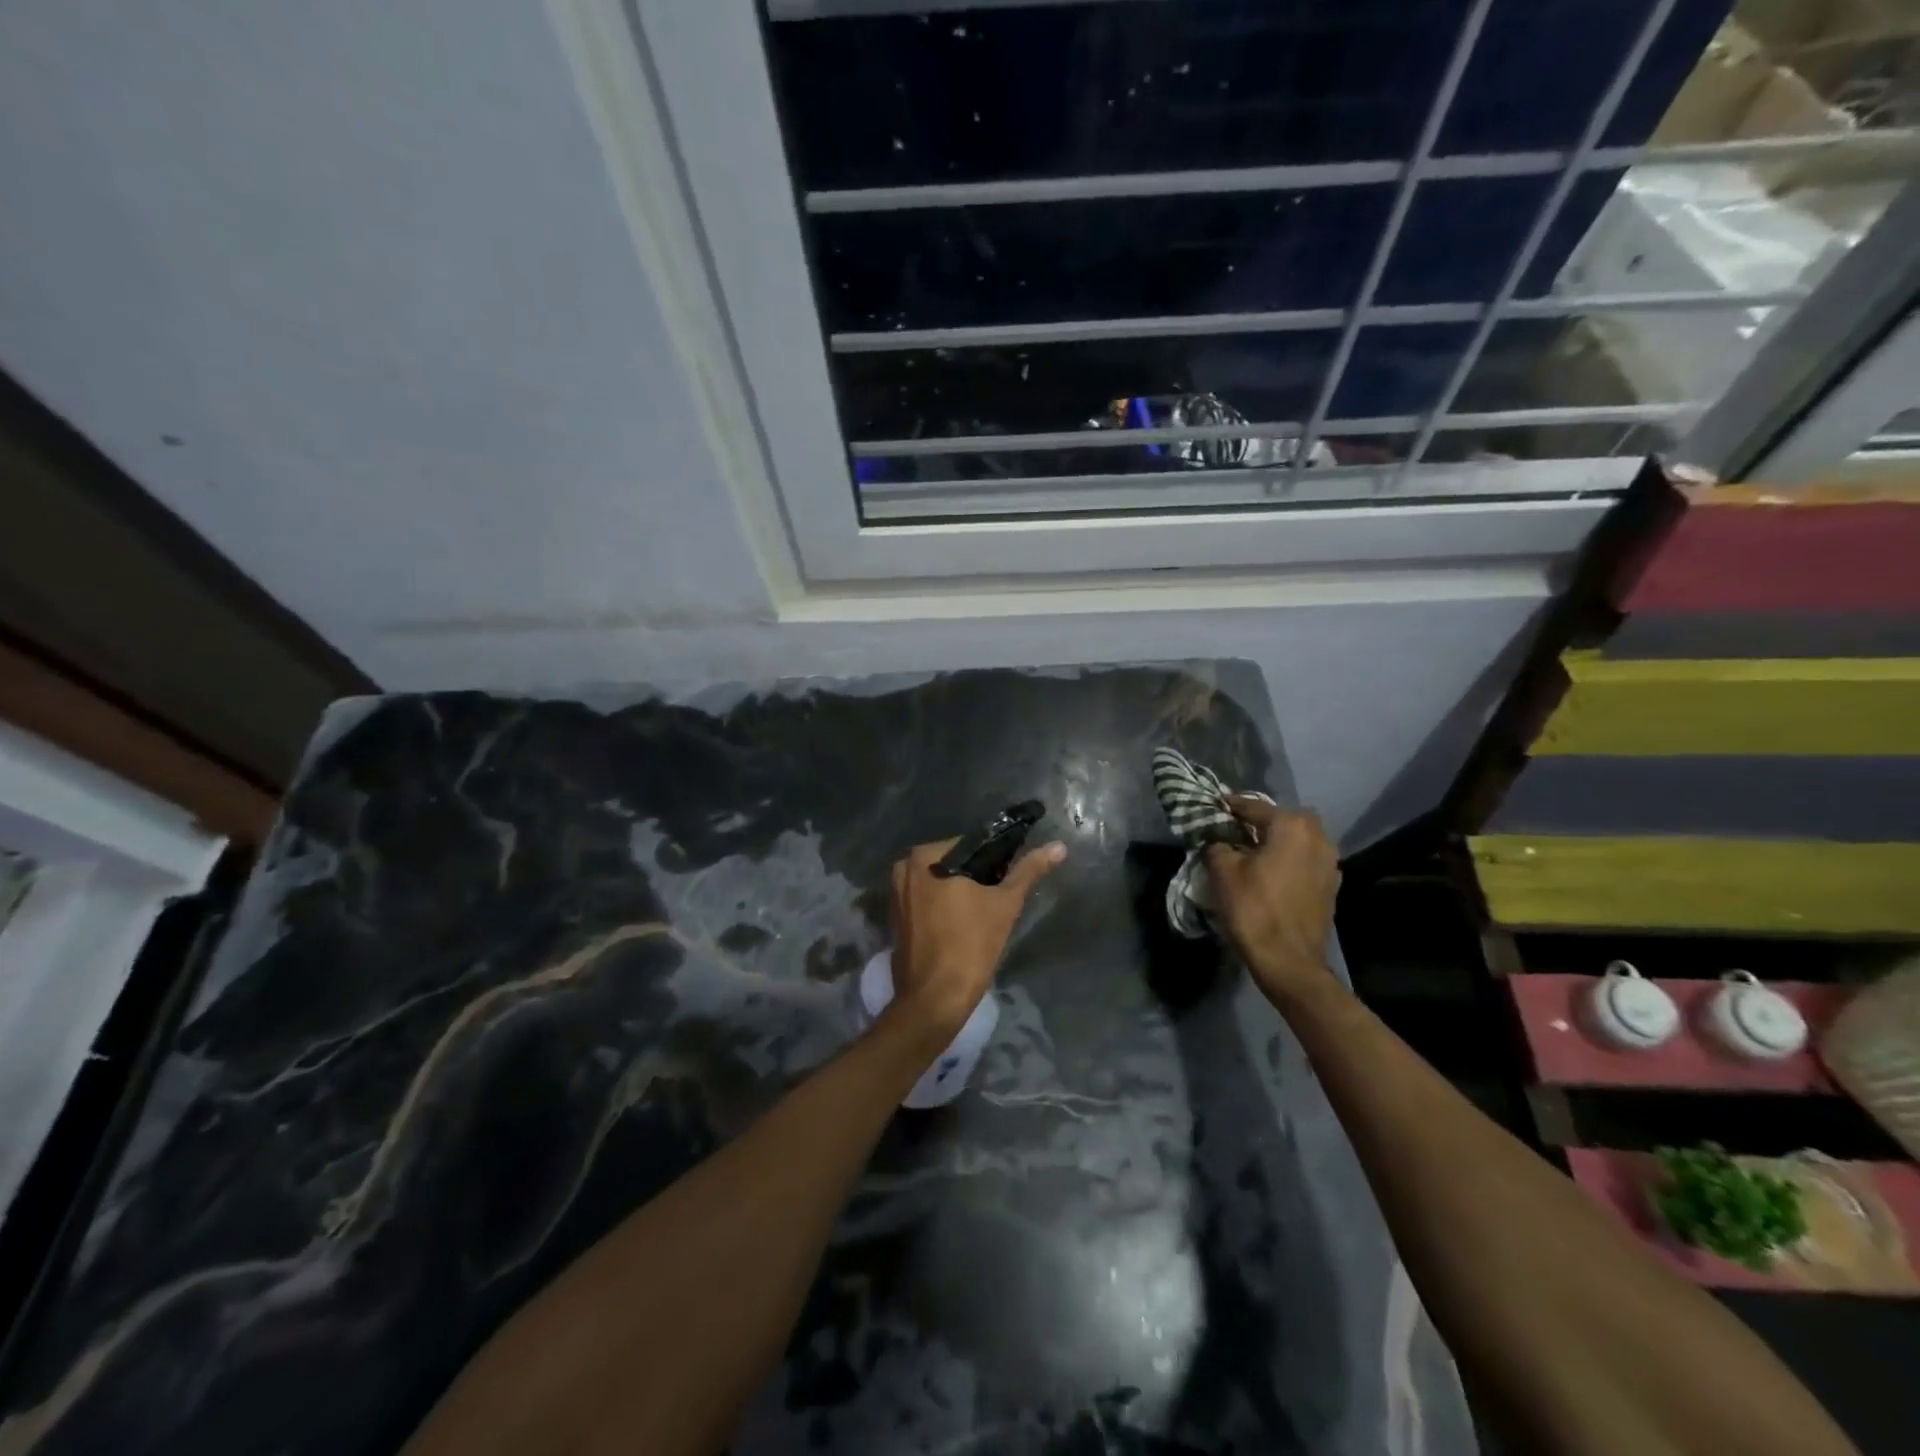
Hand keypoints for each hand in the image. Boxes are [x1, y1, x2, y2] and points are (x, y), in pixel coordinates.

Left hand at [888, 837, 1066, 1037]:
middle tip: (1000, 898)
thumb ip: (1029, 871)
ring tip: (984, 913)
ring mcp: (896, 895)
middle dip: (976, 877)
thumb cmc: (970, 945)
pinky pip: (926, 902)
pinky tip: (963, 925)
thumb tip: (1058, 847)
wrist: (935, 999)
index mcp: (926, 856)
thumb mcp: (1005, 904)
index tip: (1010, 878)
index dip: (995, 859)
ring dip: (960, 892)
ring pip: (939, 883)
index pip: (970, 845)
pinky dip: (944, 908)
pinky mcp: (895, 919)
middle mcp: (904, 868)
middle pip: (953, 864)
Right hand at [1203, 798, 1340, 1007]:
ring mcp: (1330, 862)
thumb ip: (1218, 845)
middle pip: (1284, 818)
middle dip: (1262, 820)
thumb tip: (1218, 841)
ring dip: (1279, 839)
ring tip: (1255, 849)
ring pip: (1300, 838)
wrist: (1289, 960)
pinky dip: (1291, 858)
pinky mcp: (1332, 885)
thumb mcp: (1223, 872)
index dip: (1231, 805)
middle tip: (1238, 828)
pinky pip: (1307, 859)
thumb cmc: (1253, 909)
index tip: (1215, 804)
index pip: (1255, 807)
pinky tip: (1274, 871)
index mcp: (1291, 826)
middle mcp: (1317, 837)